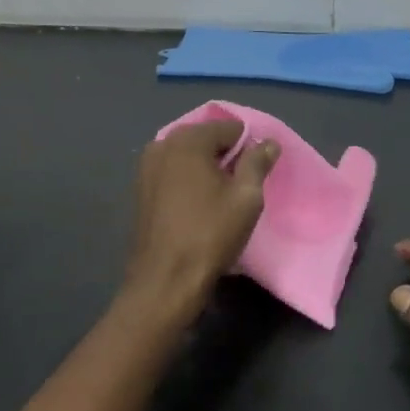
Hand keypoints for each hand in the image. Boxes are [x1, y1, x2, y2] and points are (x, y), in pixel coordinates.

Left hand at [126, 119, 278, 322]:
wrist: (165, 281)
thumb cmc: (210, 233)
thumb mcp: (246, 197)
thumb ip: (258, 162)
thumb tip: (268, 142)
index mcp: (188, 140)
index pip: (231, 129)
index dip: (249, 148)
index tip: (257, 175)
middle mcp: (162, 145)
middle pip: (207, 140)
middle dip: (227, 158)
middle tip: (241, 189)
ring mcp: (147, 167)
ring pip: (189, 158)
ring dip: (207, 170)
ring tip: (222, 200)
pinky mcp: (141, 190)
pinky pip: (174, 174)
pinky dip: (189, 182)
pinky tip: (200, 207)